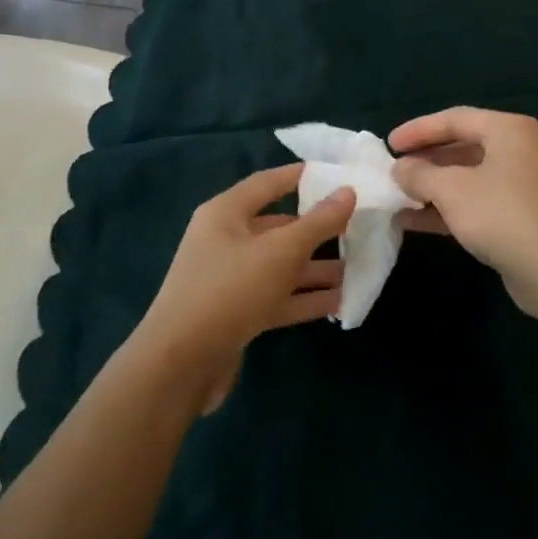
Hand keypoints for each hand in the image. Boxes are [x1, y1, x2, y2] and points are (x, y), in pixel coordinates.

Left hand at [132, 164, 353, 409]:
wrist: (180, 365)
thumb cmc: (230, 290)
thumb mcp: (281, 251)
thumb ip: (318, 222)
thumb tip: (348, 191)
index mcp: (226, 213)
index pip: (268, 183)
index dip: (301, 176)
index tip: (337, 174)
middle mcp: (225, 240)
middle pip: (278, 226)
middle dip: (317, 230)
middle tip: (357, 227)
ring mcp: (229, 279)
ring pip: (280, 265)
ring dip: (315, 268)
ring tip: (357, 268)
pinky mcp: (235, 314)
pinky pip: (276, 297)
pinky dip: (304, 298)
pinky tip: (339, 301)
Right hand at [389, 108, 537, 322]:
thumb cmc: (504, 216)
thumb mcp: (452, 190)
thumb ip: (420, 174)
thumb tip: (399, 168)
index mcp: (508, 131)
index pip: (455, 119)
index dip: (418, 129)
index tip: (389, 144)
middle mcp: (519, 151)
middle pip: (463, 146)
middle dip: (426, 160)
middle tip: (394, 170)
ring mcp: (522, 186)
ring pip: (468, 178)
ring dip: (433, 187)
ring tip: (397, 196)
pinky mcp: (521, 218)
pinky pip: (477, 203)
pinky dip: (448, 209)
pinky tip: (414, 221)